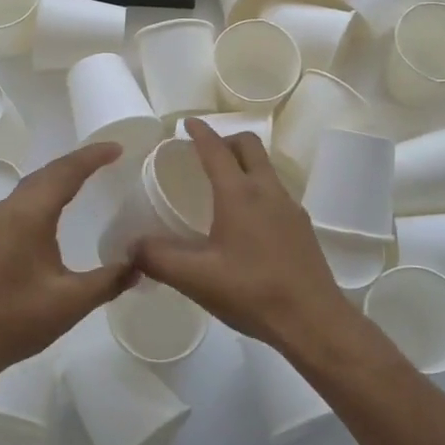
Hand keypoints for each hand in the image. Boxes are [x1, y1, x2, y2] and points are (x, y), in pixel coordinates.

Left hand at [0, 141, 134, 379]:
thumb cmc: (18, 319)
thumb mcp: (73, 301)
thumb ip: (110, 280)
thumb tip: (141, 264)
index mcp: (30, 214)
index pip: (66, 172)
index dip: (93, 157)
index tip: (119, 148)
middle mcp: (11, 208)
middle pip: (48, 172)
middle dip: (79, 160)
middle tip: (110, 156)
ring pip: (34, 183)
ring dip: (61, 174)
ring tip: (89, 174)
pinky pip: (25, 198)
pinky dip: (47, 189)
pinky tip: (58, 205)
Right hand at [132, 120, 345, 347]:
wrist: (314, 321)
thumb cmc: (252, 292)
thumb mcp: (195, 278)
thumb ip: (157, 258)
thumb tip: (130, 246)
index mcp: (239, 194)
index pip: (216, 150)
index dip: (200, 133)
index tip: (187, 123)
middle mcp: (268, 191)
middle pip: (250, 146)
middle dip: (226, 140)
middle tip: (205, 153)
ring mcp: (290, 208)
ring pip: (266, 169)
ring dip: (244, 165)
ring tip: (223, 187)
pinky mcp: (302, 227)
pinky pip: (276, 193)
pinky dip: (258, 189)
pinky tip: (247, 222)